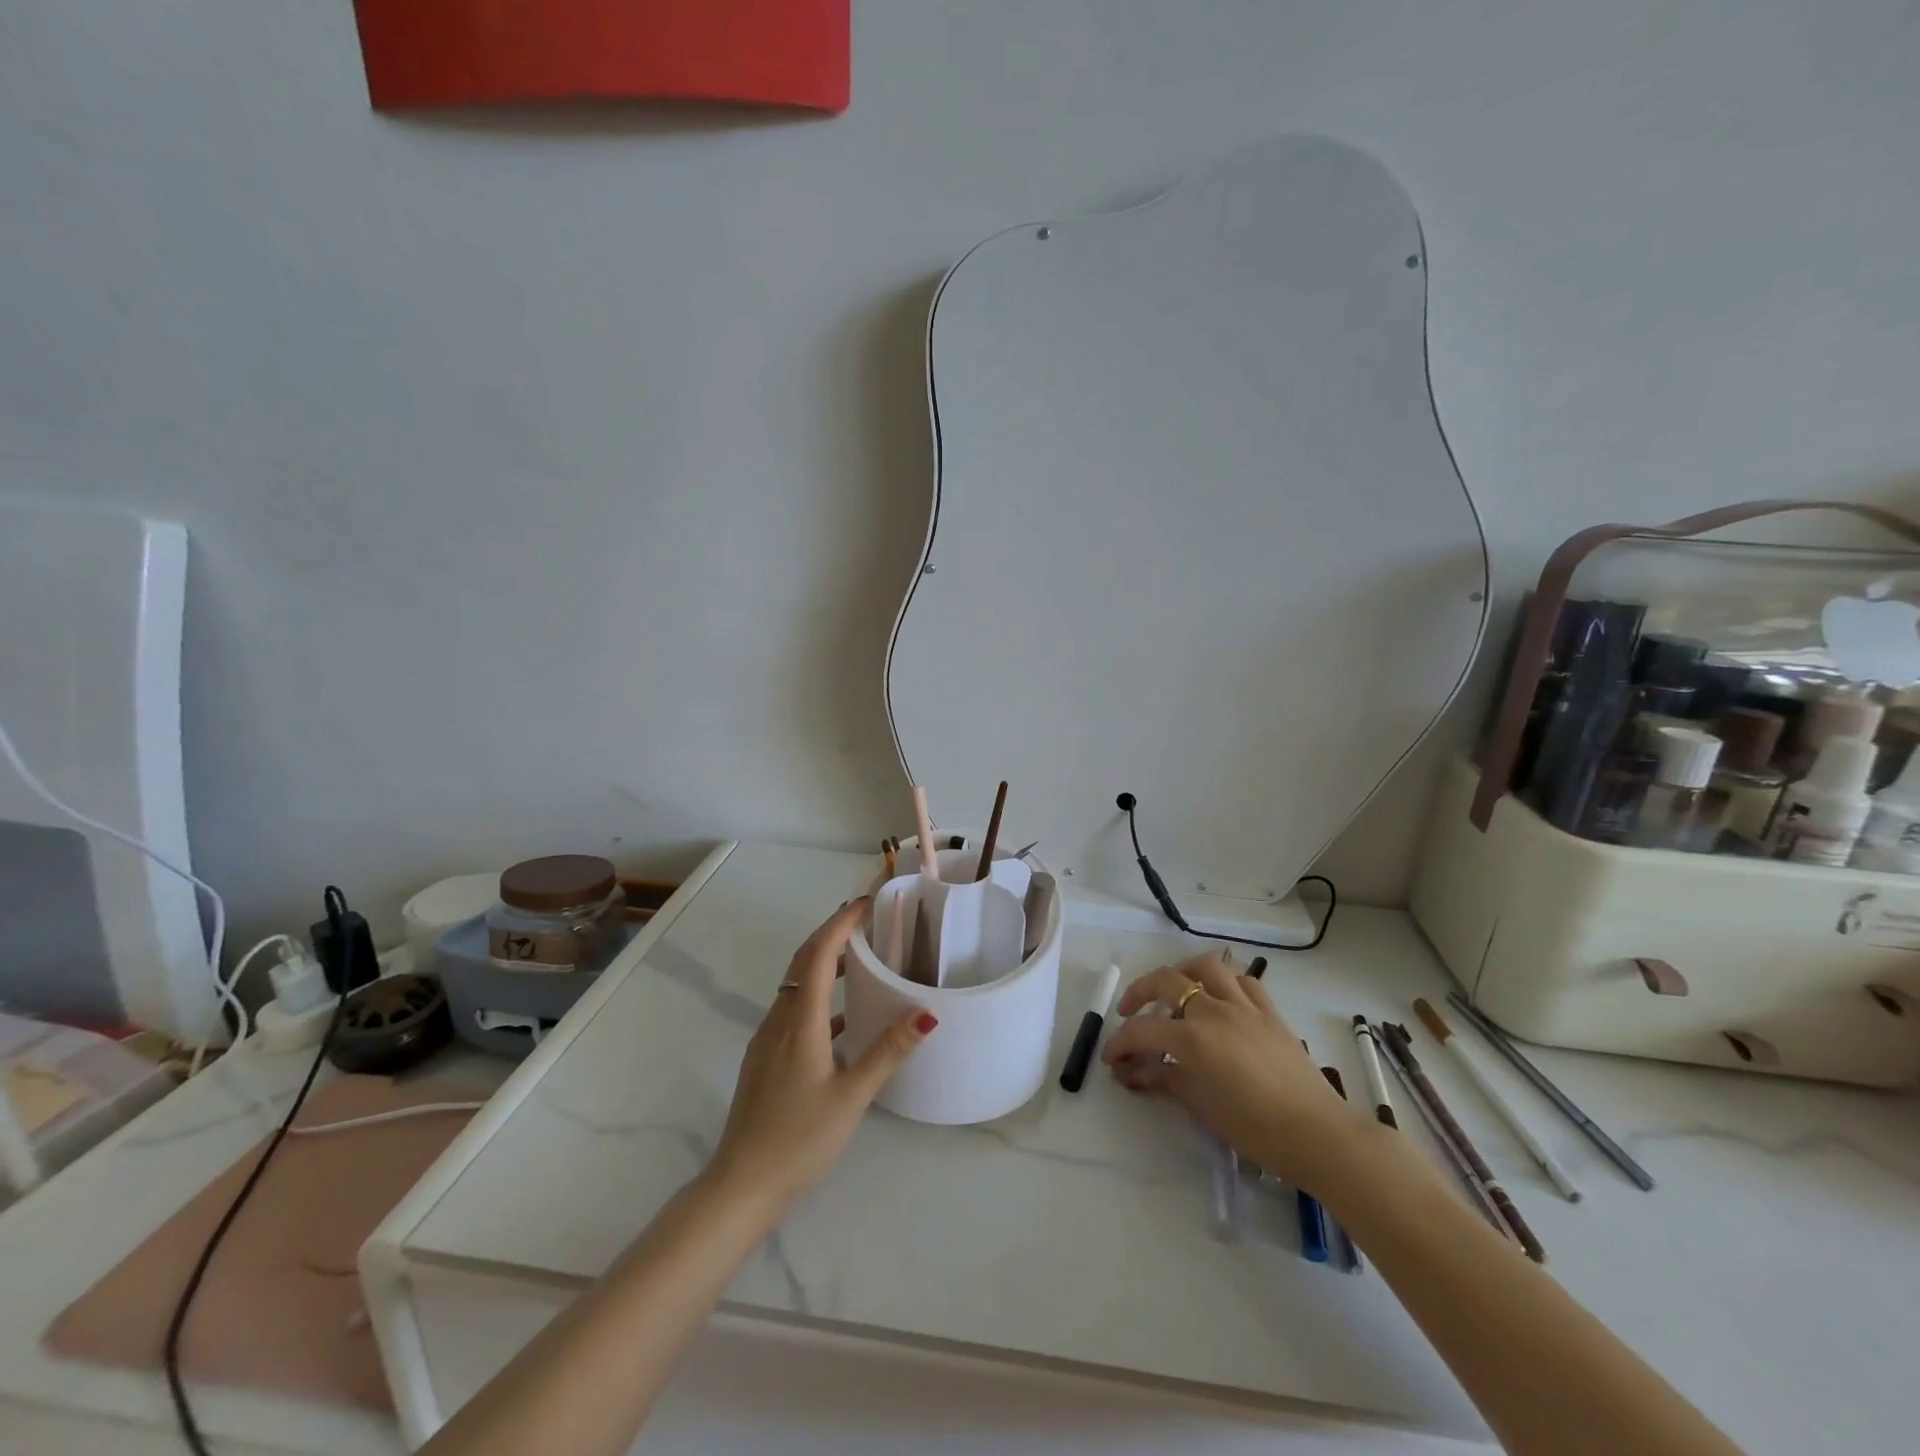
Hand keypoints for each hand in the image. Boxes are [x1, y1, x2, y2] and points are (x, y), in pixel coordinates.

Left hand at [708, 898, 936, 1214]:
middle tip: (867, 920)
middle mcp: (779, 1020)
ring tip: (861, 959)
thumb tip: (926, 1013)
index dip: (841, 923)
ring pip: (797, 985)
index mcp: (800, 1021)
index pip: (819, 954)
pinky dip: (818, 996)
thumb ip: (887, 1052)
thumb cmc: (799, 1139)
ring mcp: (768, 1040)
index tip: (867, 903)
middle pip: (803, 961)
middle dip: (832, 933)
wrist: (741, 1185)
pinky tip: (842, 1019)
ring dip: (824, 963)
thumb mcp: (852, 1097)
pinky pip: (793, 1009)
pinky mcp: (765, 1059)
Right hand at [1101, 953, 1364, 1187]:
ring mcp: (1245, 1006)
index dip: (1120, 1043)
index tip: (1111, 1059)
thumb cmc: (1256, 1130)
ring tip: (1173, 991)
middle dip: (1139, 994)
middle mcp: (1215, 1010)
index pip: (1143, 1031)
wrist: (1319, 1135)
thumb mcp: (1201, 1107)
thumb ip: (1163, 1081)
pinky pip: (1244, 982)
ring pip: (1207, 967)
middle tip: (1130, 1014)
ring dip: (1183, 974)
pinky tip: (1219, 1001)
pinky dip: (1224, 983)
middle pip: (1167, 981)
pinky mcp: (1270, 1012)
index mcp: (1193, 1037)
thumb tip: (1131, 1072)